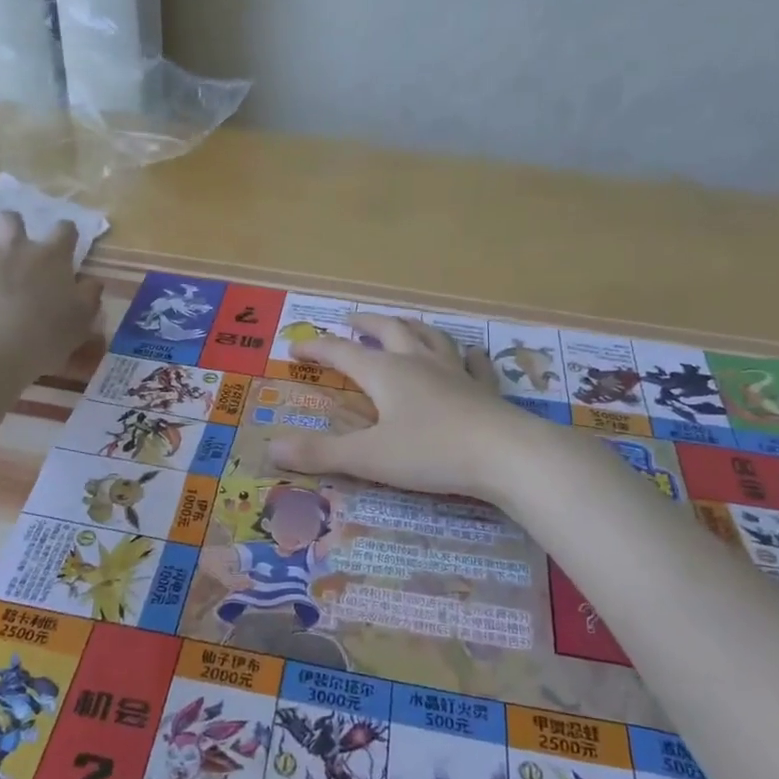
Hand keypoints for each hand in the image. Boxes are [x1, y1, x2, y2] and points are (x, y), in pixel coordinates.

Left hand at [0, 212, 100, 371]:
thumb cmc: (44, 334)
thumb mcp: (79, 322)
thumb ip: (87, 300)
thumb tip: (93, 284)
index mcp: (49, 258)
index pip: (63, 233)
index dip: (65, 234)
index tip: (65, 240)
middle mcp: (12, 248)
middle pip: (9, 221)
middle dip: (7, 223)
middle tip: (4, 235)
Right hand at [268, 314, 543, 499]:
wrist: (507, 455)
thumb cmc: (432, 453)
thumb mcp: (368, 458)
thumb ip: (320, 453)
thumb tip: (272, 448)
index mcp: (386, 374)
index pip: (342, 352)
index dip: (316, 347)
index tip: (295, 347)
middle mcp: (418, 363)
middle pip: (388, 331)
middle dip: (366, 324)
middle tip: (351, 320)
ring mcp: (455, 373)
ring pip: (429, 337)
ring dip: (410, 327)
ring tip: (401, 324)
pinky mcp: (484, 390)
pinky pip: (474, 364)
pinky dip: (466, 355)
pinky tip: (470, 354)